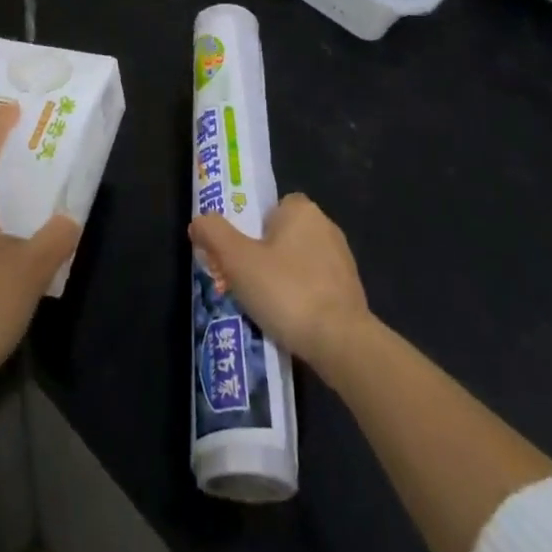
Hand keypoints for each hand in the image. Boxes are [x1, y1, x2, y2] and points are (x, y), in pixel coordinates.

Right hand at [188, 194, 371, 374]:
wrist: (341, 342)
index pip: (271, 208)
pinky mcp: (352, 291)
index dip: (251, 229)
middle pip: (283, 236)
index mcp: (302, 210)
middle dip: (264, 257)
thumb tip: (198, 221)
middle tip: (244, 284)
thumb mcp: (237, 260)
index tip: (239, 255)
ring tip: (264, 308)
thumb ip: (214, 233)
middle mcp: (326, 226)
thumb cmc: (286, 291)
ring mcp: (342, 260)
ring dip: (283, 280)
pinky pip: (316, 287)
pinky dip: (302, 299)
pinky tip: (290, 322)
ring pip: (299, 262)